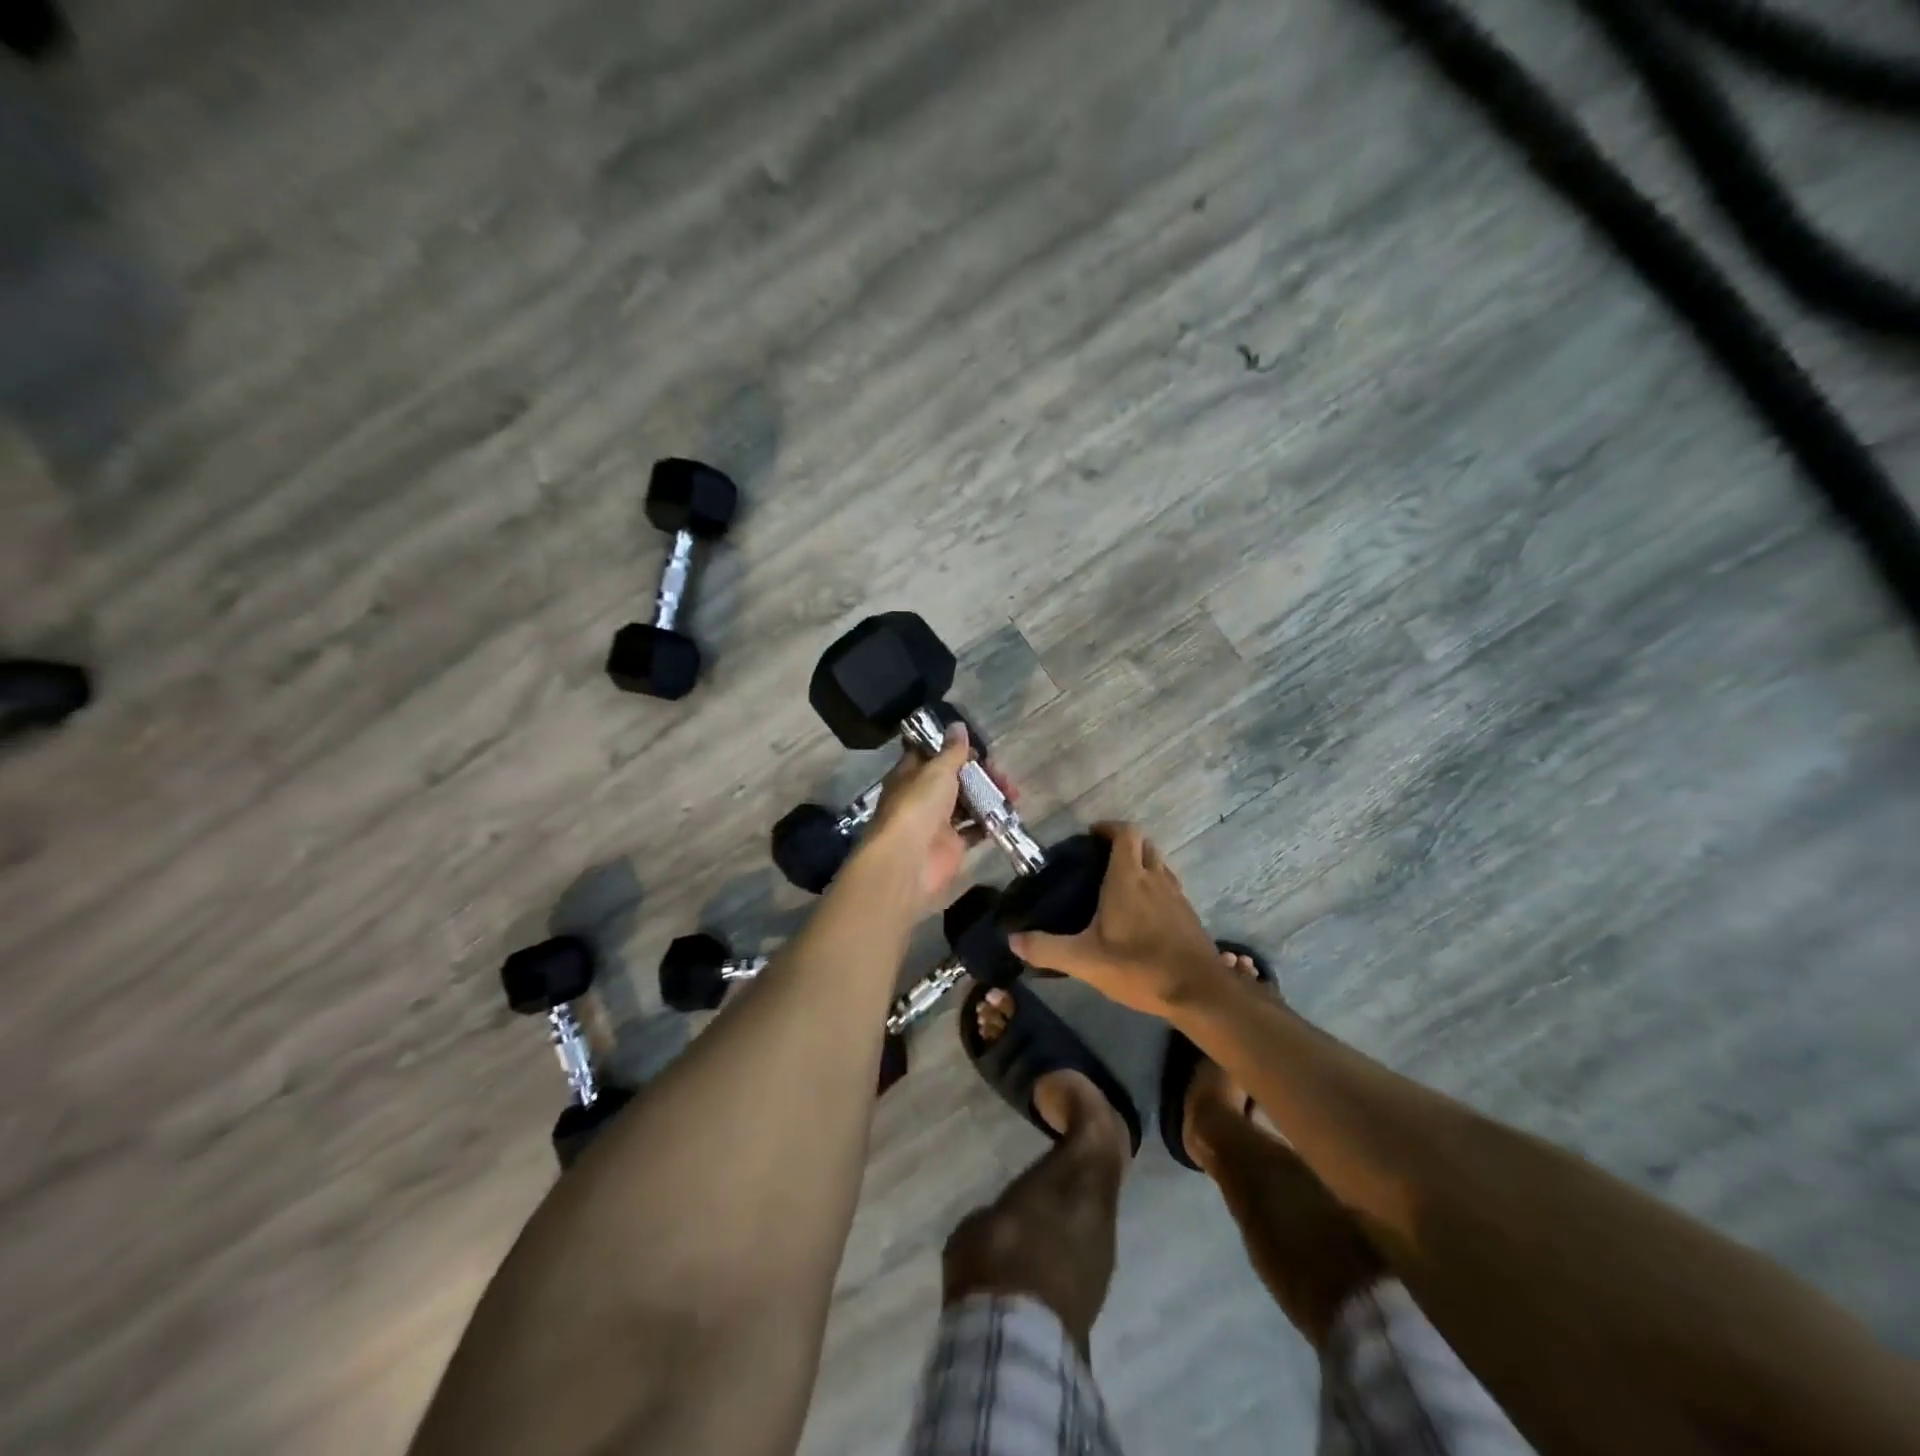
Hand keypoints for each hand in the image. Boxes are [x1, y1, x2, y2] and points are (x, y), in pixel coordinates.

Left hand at [860, 725, 1016, 909]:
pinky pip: (975, 829)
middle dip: (981, 774)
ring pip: (967, 803)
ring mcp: (937, 821)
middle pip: (955, 779)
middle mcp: (923, 796)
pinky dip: (990, 822)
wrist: (908, 861)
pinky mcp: (952, 845)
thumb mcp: (936, 771)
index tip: (980, 748)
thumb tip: (958, 725)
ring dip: (989, 796)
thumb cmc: (917, 806)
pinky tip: (1008, 814)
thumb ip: (952, 751)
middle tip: (1002, 775)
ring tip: (1013, 793)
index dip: (956, 749)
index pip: (934, 754)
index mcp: (911, 774)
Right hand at [1008, 823, 1223, 1014]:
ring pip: (1159, 864)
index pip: (1125, 833)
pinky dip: (1154, 886)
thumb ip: (1047, 948)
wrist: (1199, 993)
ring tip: (1118, 884)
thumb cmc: (1139, 968)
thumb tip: (1012, 940)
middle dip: (1123, 843)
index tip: (1090, 835)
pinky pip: (1169, 886)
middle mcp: (1155, 878)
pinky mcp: (1188, 914)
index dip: (1109, 827)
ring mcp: (1176, 895)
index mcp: (1128, 878)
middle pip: (1143, 844)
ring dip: (1141, 863)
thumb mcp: (1085, 961)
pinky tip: (1141, 913)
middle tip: (1100, 859)